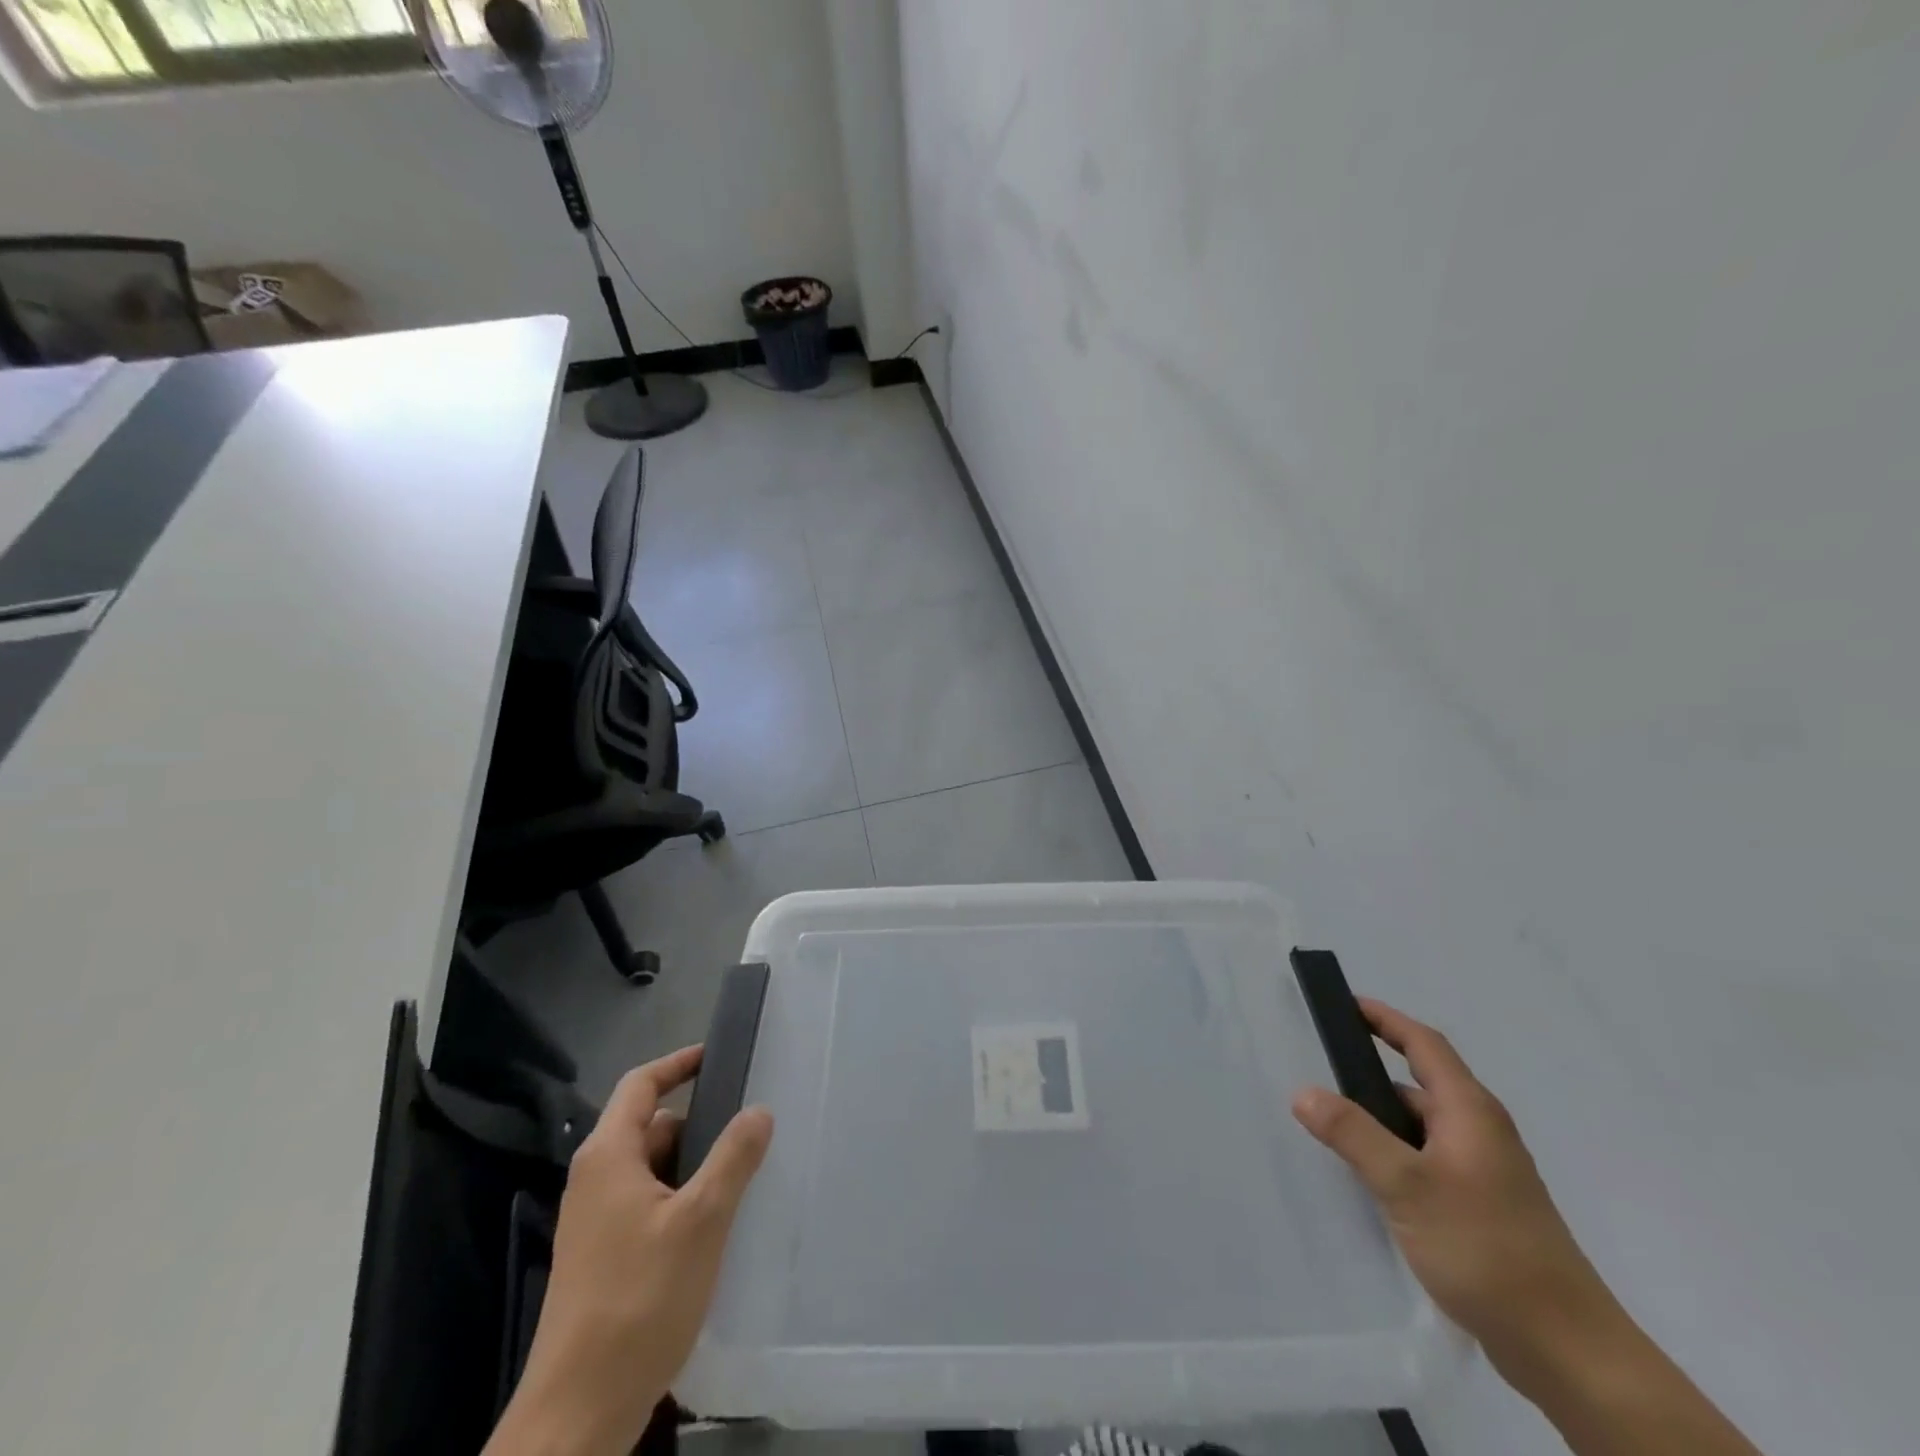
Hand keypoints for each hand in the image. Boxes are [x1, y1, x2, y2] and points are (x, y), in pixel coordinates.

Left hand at [487, 1046, 773, 1455]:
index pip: (641, 1084)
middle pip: (651, 1127)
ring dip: (694, 1167)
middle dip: (699, 1124)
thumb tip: (758, 1110)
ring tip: (743, 1177)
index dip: (678, 1063)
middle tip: (750, 1128)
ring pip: (653, 1170)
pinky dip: (681, 1200)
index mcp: (608, 1156)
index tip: (718, 1055)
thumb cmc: (639, 1300)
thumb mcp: (701, 1220)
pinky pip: (648, 1205)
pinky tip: (715, 1227)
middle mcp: (595, 1180)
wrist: (578, 1414)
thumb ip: (733, 1157)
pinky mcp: (603, 1258)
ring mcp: (595, 1222)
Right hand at [1290, 999, 1618, 1372]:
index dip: (1385, 1019)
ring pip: (1422, 1127)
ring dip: (1381, 1119)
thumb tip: (1303, 1092)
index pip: (1424, 1044)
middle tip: (1322, 1072)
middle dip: (1372, 1072)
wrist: (1569, 1351)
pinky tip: (1371, 1180)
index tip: (1346, 1004)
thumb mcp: (1407, 1186)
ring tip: (1334, 1128)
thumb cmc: (1487, 1249)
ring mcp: (1485, 1172)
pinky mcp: (1483, 1208)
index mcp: (1470, 1112)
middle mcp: (1480, 1132)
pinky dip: (1396, 1154)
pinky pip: (1427, 1160)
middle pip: (1420, 1083)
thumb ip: (1352, 1134)